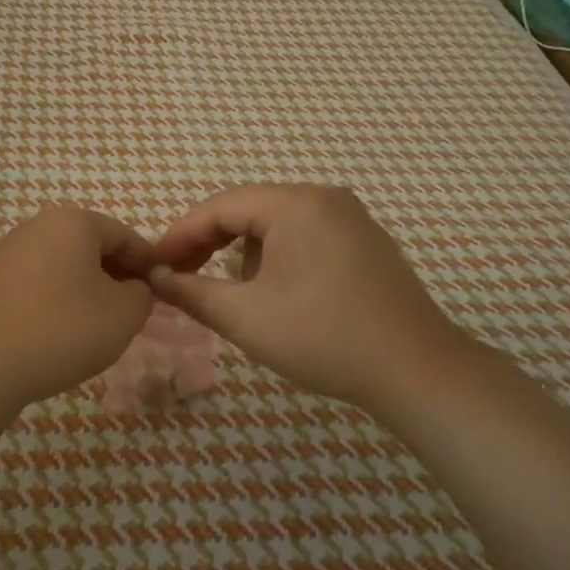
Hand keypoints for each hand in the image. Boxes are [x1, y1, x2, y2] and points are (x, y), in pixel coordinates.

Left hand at [0, 207, 155, 411]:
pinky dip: (58, 300)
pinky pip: (39, 282)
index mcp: (74, 222)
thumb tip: (134, 288)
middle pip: (93, 247)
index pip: (126, 236)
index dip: (150, 264)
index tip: (163, 292)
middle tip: (134, 311)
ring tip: (99, 325)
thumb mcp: (123, 315)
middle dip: (117, 276)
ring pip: (65, 265)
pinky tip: (62, 332)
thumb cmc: (62, 330)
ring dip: (88, 289)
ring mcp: (9, 252)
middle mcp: (39, 226)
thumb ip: (142, 294)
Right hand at [149, 185, 474, 413]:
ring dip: (246, 253)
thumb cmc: (323, 337)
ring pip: (277, 225)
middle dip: (211, 244)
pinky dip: (279, 258)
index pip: (220, 206)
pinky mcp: (367, 243)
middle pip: (249, 210)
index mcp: (295, 203)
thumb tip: (155, 278)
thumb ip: (192, 292)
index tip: (153, 265)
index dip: (180, 235)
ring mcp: (352, 219)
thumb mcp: (246, 317)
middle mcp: (325, 198)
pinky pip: (307, 237)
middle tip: (180, 276)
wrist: (416, 371)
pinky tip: (278, 294)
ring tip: (233, 293)